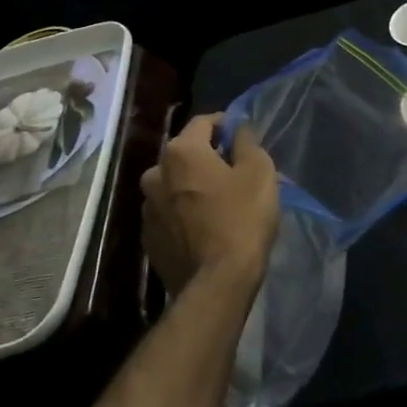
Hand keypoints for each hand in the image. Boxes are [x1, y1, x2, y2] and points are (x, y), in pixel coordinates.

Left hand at [142, 113, 279, 298]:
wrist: (216, 284)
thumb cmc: (241, 218)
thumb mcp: (258, 171)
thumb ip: (246, 142)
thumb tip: (237, 129)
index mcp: (181, 151)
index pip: (202, 122)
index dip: (224, 125)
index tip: (241, 136)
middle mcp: (155, 173)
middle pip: (184, 154)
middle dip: (206, 157)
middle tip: (233, 171)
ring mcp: (147, 208)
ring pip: (173, 185)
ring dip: (192, 186)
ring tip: (217, 202)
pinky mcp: (148, 239)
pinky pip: (169, 213)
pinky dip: (183, 212)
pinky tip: (204, 227)